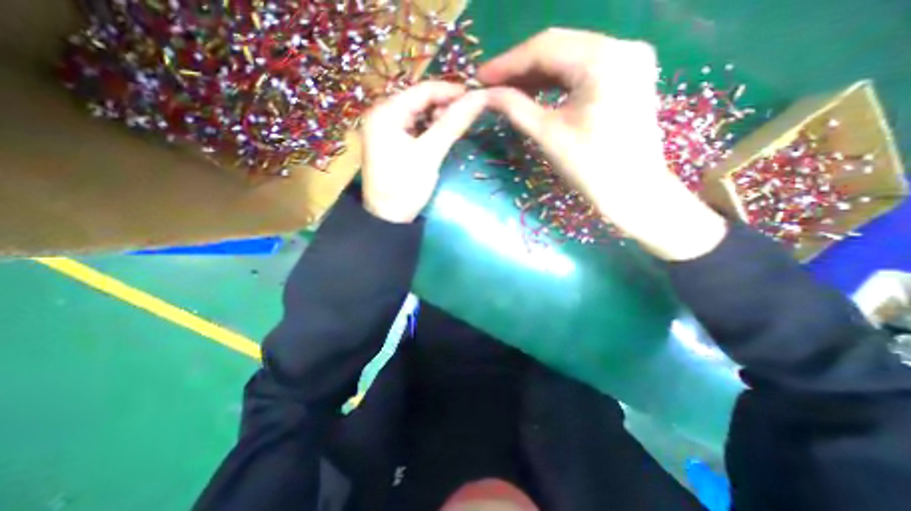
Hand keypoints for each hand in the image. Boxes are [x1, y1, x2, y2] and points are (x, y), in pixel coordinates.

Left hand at [359, 81, 486, 221]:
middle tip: (467, 116)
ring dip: (438, 118)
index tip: (477, 96)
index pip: (423, 90)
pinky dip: (429, 129)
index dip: (451, 91)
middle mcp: (382, 114)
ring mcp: (385, 129)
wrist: (388, 219)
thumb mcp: (429, 154)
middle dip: (444, 106)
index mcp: (386, 112)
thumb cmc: (405, 186)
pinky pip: (413, 128)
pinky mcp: (390, 142)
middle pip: (419, 100)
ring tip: (455, 127)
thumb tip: (480, 98)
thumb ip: (452, 124)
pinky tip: (440, 136)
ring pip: (418, 114)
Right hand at [478, 28, 727, 261]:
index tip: (480, 77)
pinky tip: (535, 91)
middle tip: (491, 84)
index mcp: (603, 59)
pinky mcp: (627, 75)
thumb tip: (486, 95)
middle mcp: (621, 46)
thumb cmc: (591, 168)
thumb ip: (515, 108)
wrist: (633, 192)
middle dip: (520, 67)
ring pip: (570, 57)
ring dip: (536, 74)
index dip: (507, 63)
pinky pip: (583, 70)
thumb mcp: (548, 135)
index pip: (545, 47)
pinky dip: (556, 81)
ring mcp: (628, 59)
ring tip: (507, 89)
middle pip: (558, 47)